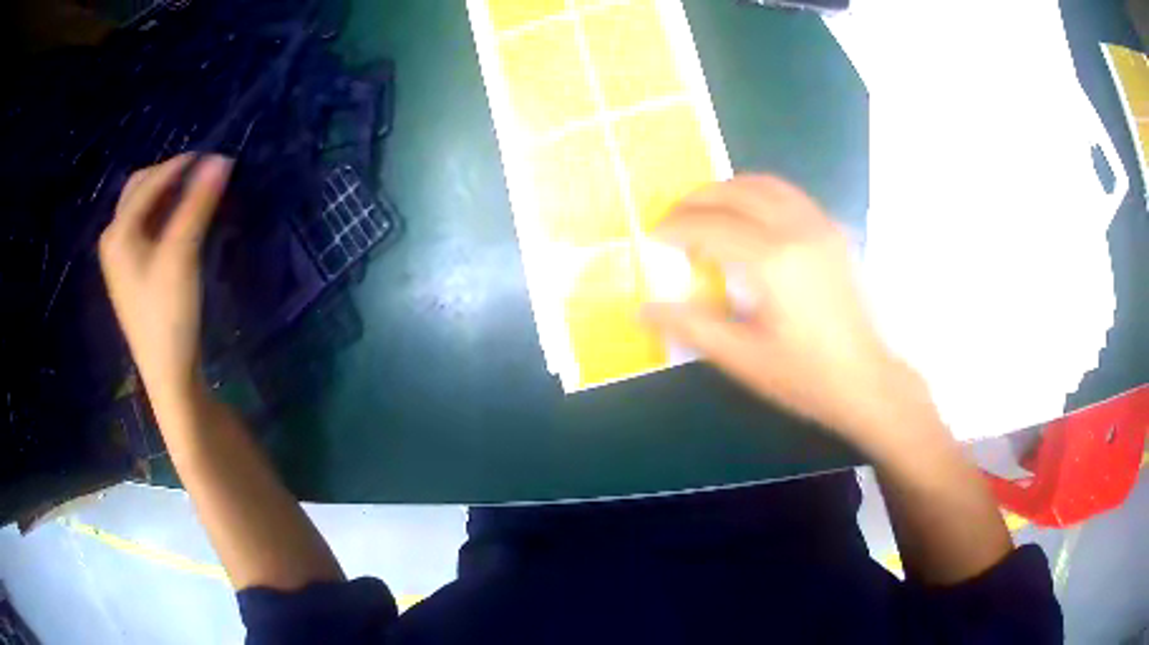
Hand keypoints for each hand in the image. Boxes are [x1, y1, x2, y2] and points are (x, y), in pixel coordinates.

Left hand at [99, 154, 231, 408]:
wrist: (167, 372)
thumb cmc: (168, 314)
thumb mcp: (182, 254)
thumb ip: (198, 204)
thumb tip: (221, 160)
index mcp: (118, 232)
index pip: (149, 182)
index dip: (180, 165)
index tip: (213, 156)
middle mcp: (114, 239)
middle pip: (140, 190)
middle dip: (170, 176)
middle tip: (201, 174)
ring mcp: (121, 258)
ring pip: (144, 209)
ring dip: (169, 195)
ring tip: (197, 193)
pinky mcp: (132, 273)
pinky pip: (146, 228)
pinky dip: (165, 215)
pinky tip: (183, 220)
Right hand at [643, 176, 929, 451]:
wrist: (865, 381)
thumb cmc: (805, 376)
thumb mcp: (743, 358)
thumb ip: (692, 326)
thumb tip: (645, 309)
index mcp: (773, 261)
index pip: (711, 226)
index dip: (676, 227)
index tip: (653, 237)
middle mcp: (796, 230)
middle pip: (735, 193)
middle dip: (696, 200)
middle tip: (672, 219)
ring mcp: (819, 226)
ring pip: (765, 184)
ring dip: (728, 190)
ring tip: (705, 210)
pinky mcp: (832, 232)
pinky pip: (789, 194)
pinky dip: (759, 193)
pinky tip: (749, 215)